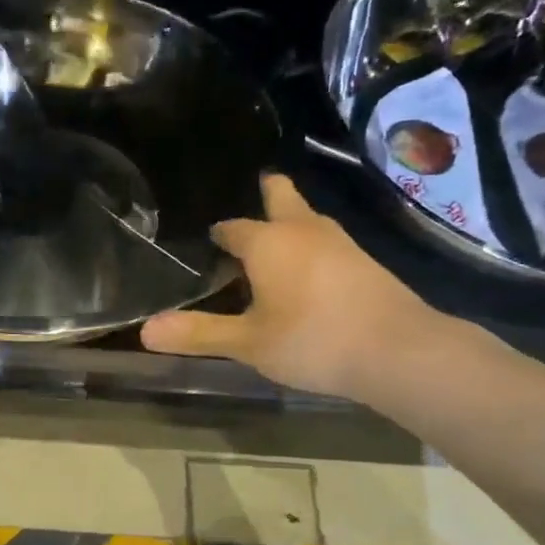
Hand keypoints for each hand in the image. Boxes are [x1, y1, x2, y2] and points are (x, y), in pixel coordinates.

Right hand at [140, 174, 446, 400]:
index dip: (218, 235)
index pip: (232, 227)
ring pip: (307, 218)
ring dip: (289, 221)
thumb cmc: (312, 340)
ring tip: (271, 241)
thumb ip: (198, 334)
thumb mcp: (247, 343)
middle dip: (264, 193)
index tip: (209, 243)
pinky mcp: (365, 261)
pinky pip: (326, 241)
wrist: (400, 351)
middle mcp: (303, 230)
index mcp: (268, 243)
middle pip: (281, 196)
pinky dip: (311, 245)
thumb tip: (145, 331)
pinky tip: (308, 271)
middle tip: (249, 195)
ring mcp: (340, 242)